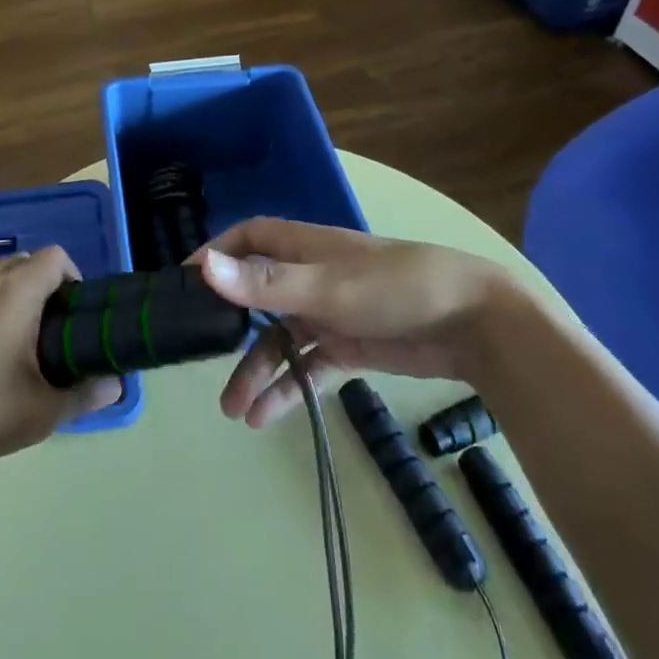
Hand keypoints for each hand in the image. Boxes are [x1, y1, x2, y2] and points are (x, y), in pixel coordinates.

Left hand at [0, 247, 121, 473]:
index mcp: (16, 290)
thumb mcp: (38, 413)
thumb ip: (84, 396)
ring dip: (8, 292)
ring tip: (6, 339)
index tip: (72, 317)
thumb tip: (114, 384)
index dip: (73, 278)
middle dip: (42, 289)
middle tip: (44, 336)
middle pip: (25, 262)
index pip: (56, 257)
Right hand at [194, 218, 508, 428]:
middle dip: (230, 328)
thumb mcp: (325, 287)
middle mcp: (312, 276)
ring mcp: (331, 312)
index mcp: (304, 248)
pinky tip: (266, 417)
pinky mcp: (350, 346)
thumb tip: (202, 267)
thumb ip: (265, 283)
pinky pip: (308, 366)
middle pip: (258, 297)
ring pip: (281, 338)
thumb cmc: (394, 289)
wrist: (473, 324)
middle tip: (199, 359)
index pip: (248, 240)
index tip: (184, 282)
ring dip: (258, 370)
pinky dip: (288, 388)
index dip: (217, 255)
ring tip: (235, 411)